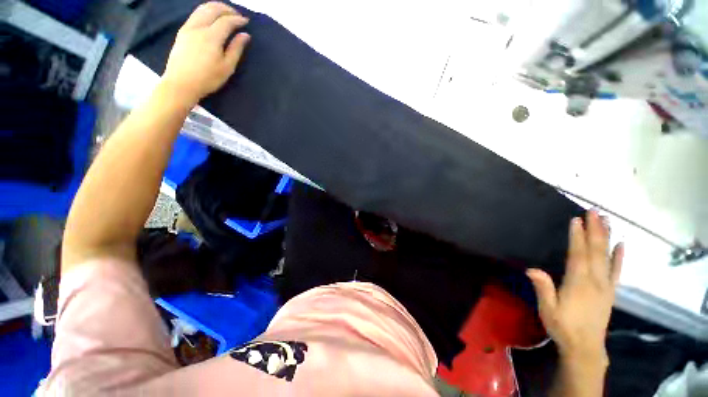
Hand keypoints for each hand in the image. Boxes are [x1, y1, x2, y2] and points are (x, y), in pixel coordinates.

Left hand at [161, 2, 249, 105]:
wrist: (181, 83)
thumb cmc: (208, 79)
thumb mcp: (227, 67)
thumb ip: (236, 49)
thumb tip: (245, 35)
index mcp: (212, 36)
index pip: (226, 21)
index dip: (238, 19)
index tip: (246, 22)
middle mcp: (199, 27)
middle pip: (213, 8)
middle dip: (227, 9)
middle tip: (237, 15)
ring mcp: (188, 27)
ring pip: (202, 8)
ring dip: (215, 7)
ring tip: (225, 14)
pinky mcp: (182, 31)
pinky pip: (195, 14)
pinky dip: (206, 11)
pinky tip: (211, 19)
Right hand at [527, 210, 623, 362]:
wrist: (585, 348)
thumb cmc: (563, 326)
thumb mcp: (548, 309)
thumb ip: (543, 289)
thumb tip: (532, 269)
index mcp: (578, 283)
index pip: (579, 255)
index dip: (578, 237)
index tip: (576, 219)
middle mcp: (595, 281)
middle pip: (596, 251)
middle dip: (595, 230)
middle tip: (595, 212)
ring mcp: (606, 286)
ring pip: (607, 257)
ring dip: (607, 238)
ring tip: (607, 221)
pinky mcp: (610, 292)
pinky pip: (617, 271)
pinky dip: (620, 257)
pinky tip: (622, 245)